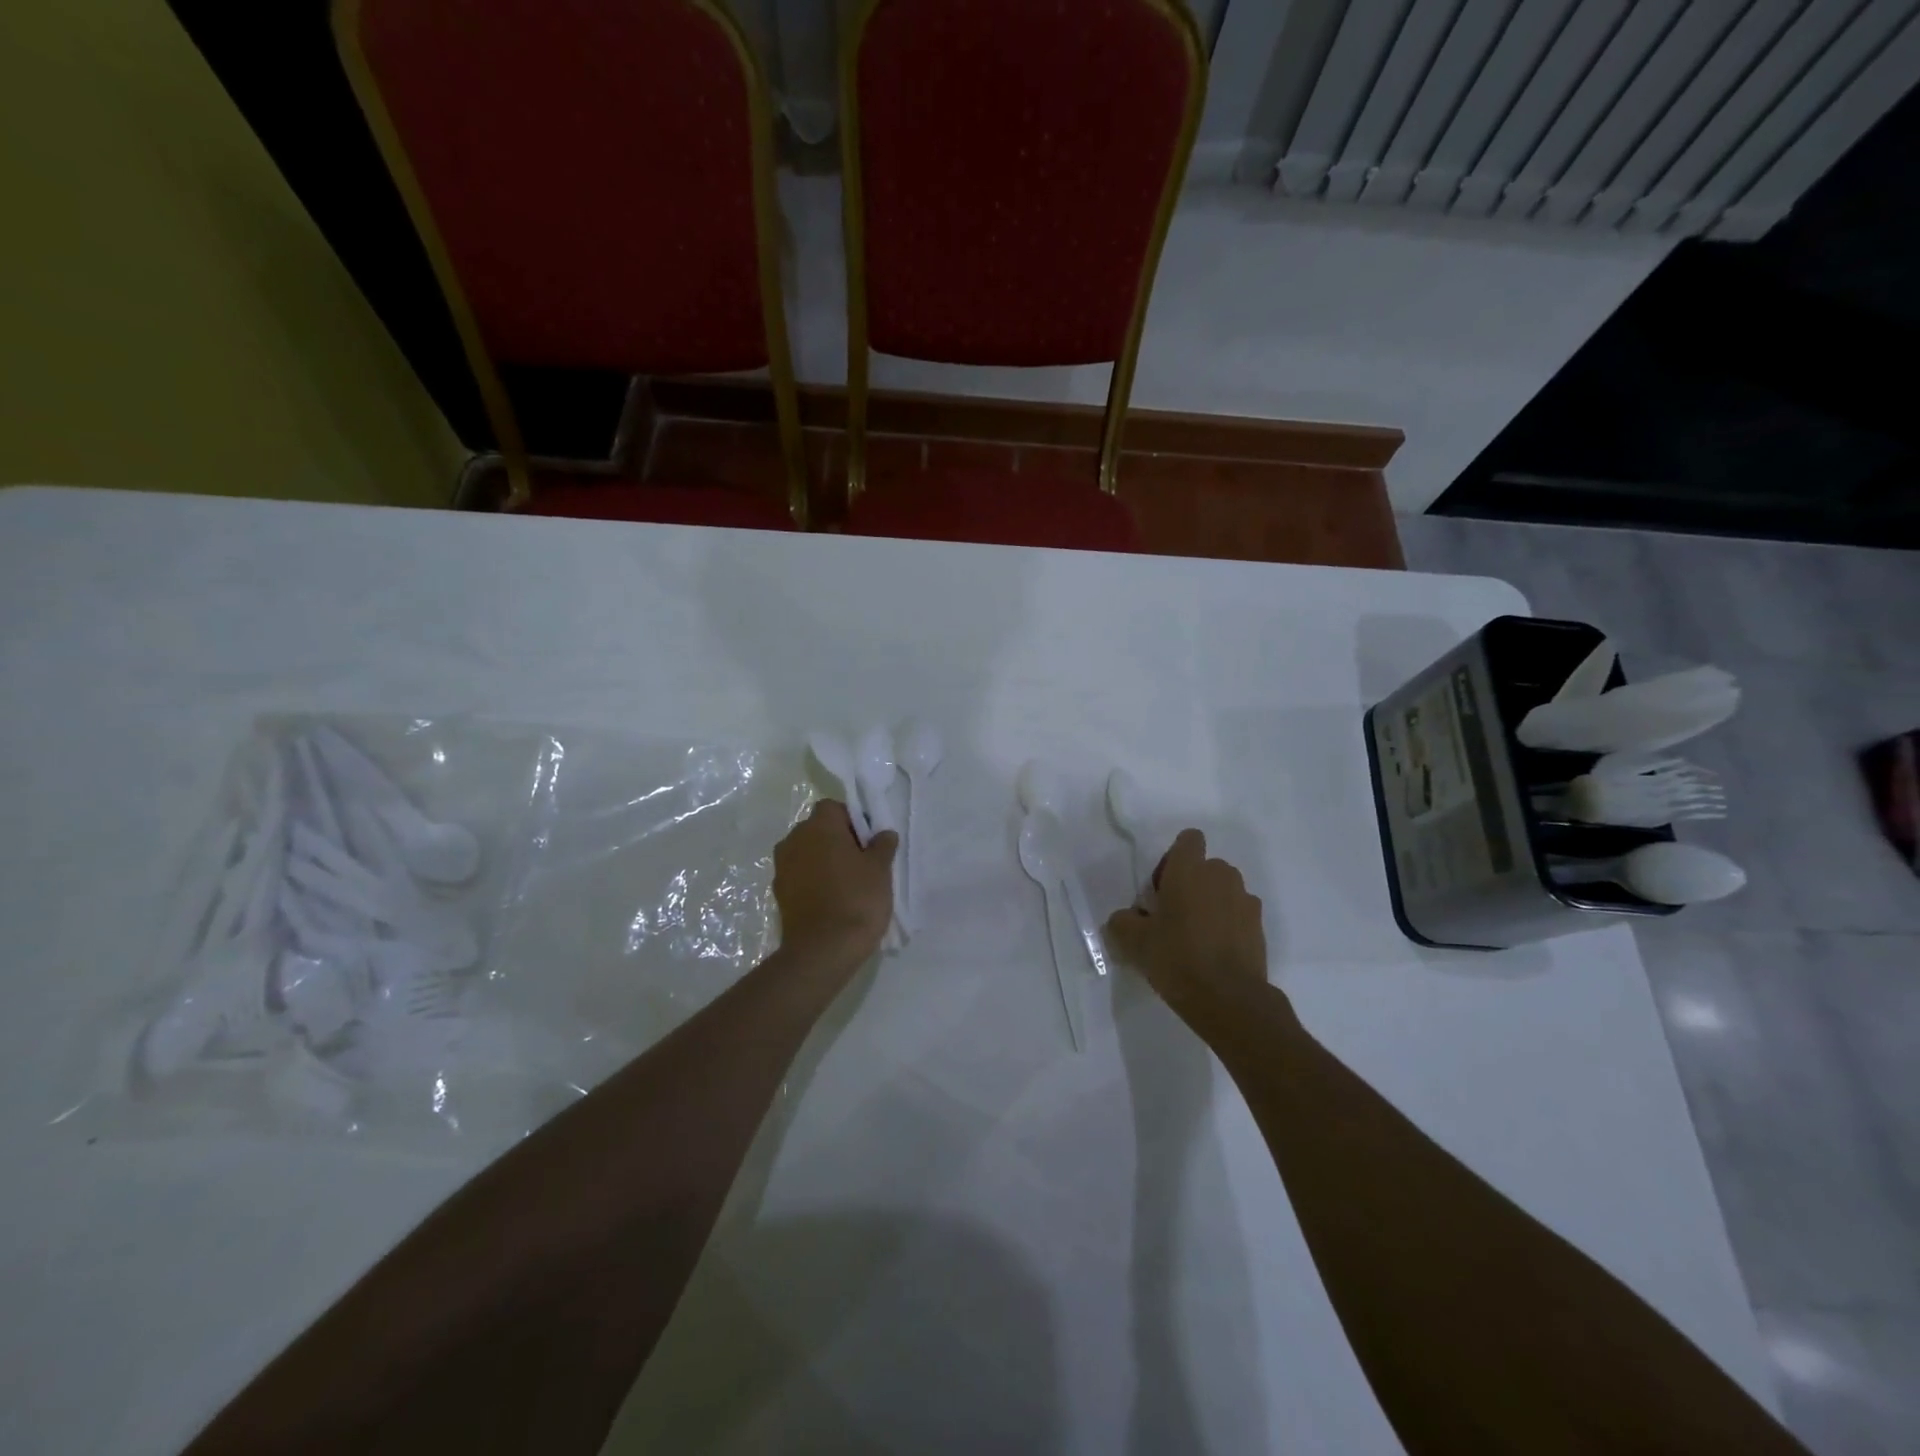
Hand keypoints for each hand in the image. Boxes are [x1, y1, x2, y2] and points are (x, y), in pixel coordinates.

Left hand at [773, 800, 897, 972]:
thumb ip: (882, 845)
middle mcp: (794, 839)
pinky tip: (831, 901)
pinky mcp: (778, 892)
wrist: (823, 950)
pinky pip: (800, 875)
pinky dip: (813, 881)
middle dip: (837, 840)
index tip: (868, 843)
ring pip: (807, 852)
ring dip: (824, 861)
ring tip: (847, 884)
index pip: (834, 808)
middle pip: (818, 829)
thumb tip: (883, 833)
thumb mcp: (880, 869)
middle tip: (861, 863)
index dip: (853, 821)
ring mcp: (782, 867)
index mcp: (819, 826)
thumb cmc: (857, 899)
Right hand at [1105, 829, 1266, 1008]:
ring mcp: (1245, 900)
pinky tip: (1215, 953)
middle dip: (1191, 884)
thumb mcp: (1133, 941)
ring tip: (1196, 937)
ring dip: (1211, 904)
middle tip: (1173, 916)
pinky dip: (1228, 925)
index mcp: (1189, 869)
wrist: (1229, 999)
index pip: (1188, 839)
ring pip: (1224, 890)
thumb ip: (1123, 921)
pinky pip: (1238, 914)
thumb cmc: (1176, 958)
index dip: (1173, 859)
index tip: (1161, 889)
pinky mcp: (1259, 927)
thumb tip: (1127, 918)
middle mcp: (1221, 876)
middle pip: (1205, 867)